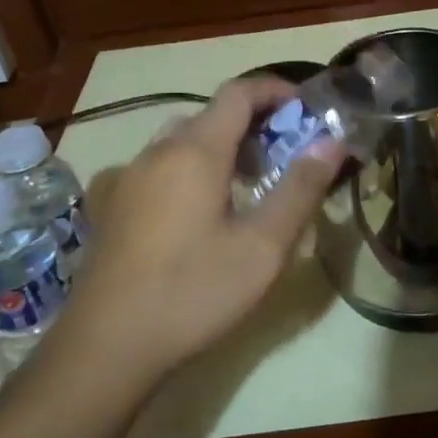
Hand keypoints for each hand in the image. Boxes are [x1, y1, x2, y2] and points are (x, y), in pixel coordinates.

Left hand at [50, 76, 342, 391]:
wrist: (105, 348)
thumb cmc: (193, 292)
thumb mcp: (263, 247)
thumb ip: (300, 188)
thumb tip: (331, 142)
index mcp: (195, 150)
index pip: (239, 92)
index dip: (275, 90)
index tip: (306, 109)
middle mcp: (156, 151)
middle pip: (211, 116)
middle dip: (253, 124)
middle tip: (285, 156)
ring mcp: (127, 177)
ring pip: (182, 142)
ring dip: (220, 148)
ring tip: (247, 185)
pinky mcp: (111, 206)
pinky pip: (158, 168)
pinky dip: (189, 170)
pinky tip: (196, 214)